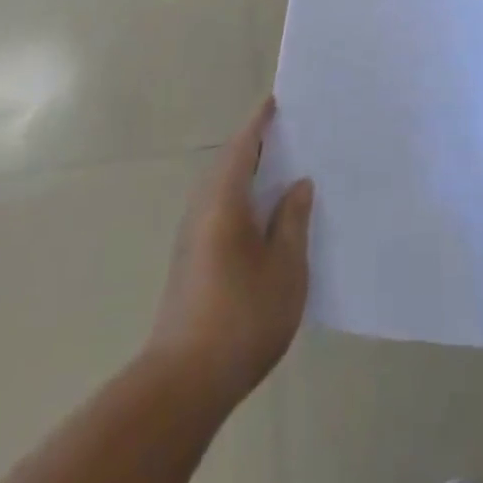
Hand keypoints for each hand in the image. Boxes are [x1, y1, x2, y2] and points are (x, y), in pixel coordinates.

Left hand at [149, 97, 312, 407]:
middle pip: (230, 163)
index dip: (260, 122)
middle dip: (256, 145)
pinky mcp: (191, 260)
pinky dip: (242, 199)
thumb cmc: (242, 315)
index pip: (243, 145)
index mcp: (224, 199)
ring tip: (282, 172)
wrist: (185, 381)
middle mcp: (202, 208)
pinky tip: (264, 219)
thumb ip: (293, 220)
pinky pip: (219, 210)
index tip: (276, 101)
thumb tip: (297, 184)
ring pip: (223, 189)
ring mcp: (192, 236)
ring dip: (248, 174)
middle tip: (290, 135)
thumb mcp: (285, 266)